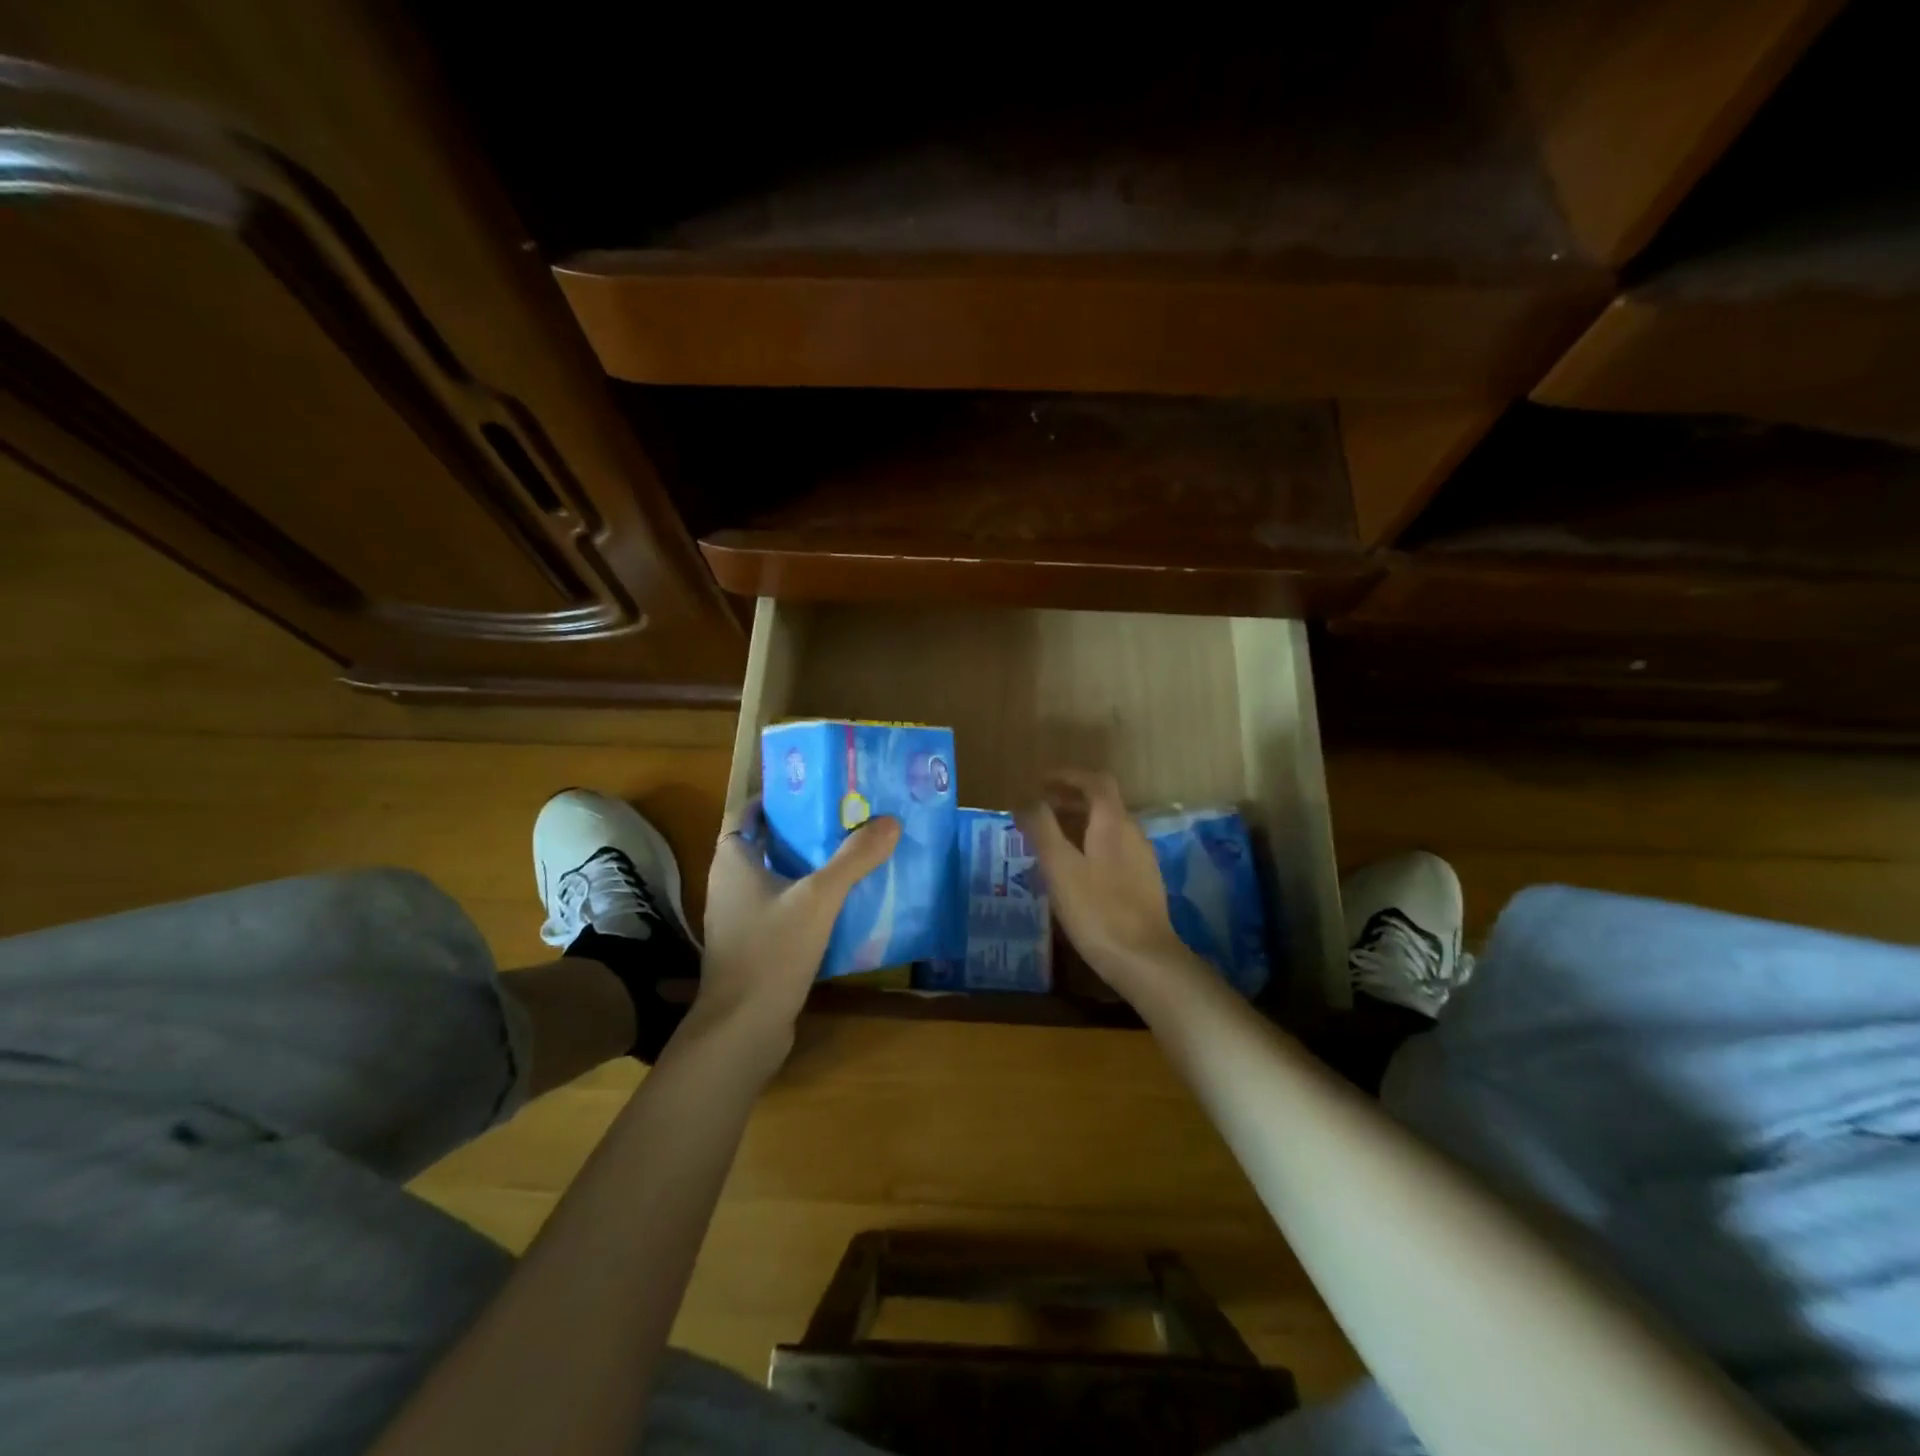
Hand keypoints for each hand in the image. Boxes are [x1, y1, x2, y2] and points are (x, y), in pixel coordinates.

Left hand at [694, 801, 900, 1067]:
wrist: (742, 1030)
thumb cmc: (771, 951)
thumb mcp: (819, 898)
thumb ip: (854, 859)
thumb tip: (890, 820)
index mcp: (733, 861)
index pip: (748, 812)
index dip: (777, 797)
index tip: (815, 788)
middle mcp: (730, 884)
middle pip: (767, 842)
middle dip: (803, 829)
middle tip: (847, 817)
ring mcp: (740, 918)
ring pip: (777, 877)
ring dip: (808, 865)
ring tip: (852, 853)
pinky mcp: (754, 945)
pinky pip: (783, 908)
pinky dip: (807, 899)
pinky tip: (843, 903)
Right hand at [1017, 770, 1191, 995]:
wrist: (1145, 961)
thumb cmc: (1097, 909)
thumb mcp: (1059, 867)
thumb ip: (1042, 829)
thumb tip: (1027, 800)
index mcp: (1113, 823)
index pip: (1095, 782)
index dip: (1068, 776)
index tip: (1040, 782)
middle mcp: (1132, 834)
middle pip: (1102, 804)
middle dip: (1069, 801)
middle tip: (1038, 812)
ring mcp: (1141, 861)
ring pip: (1107, 830)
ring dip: (1078, 826)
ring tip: (1048, 844)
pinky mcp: (1143, 885)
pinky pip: (1112, 852)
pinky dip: (1089, 849)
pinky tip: (1072, 875)